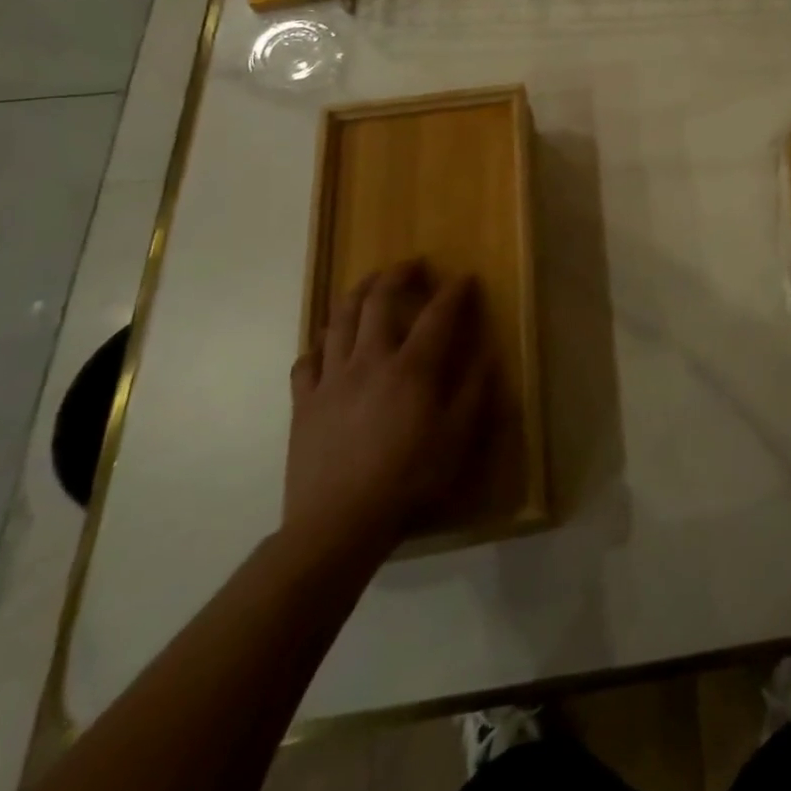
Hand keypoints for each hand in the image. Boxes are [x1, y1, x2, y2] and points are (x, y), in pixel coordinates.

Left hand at [284, 261, 490, 563]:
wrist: (338, 525)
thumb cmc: (408, 480)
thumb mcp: (457, 439)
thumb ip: (474, 392)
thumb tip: (487, 354)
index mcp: (412, 368)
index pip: (438, 315)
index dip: (454, 292)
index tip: (465, 277)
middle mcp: (370, 360)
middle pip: (379, 302)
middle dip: (397, 275)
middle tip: (411, 265)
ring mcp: (331, 380)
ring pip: (338, 321)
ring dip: (356, 294)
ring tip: (368, 283)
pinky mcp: (304, 403)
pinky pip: (306, 361)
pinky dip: (318, 343)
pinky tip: (326, 342)